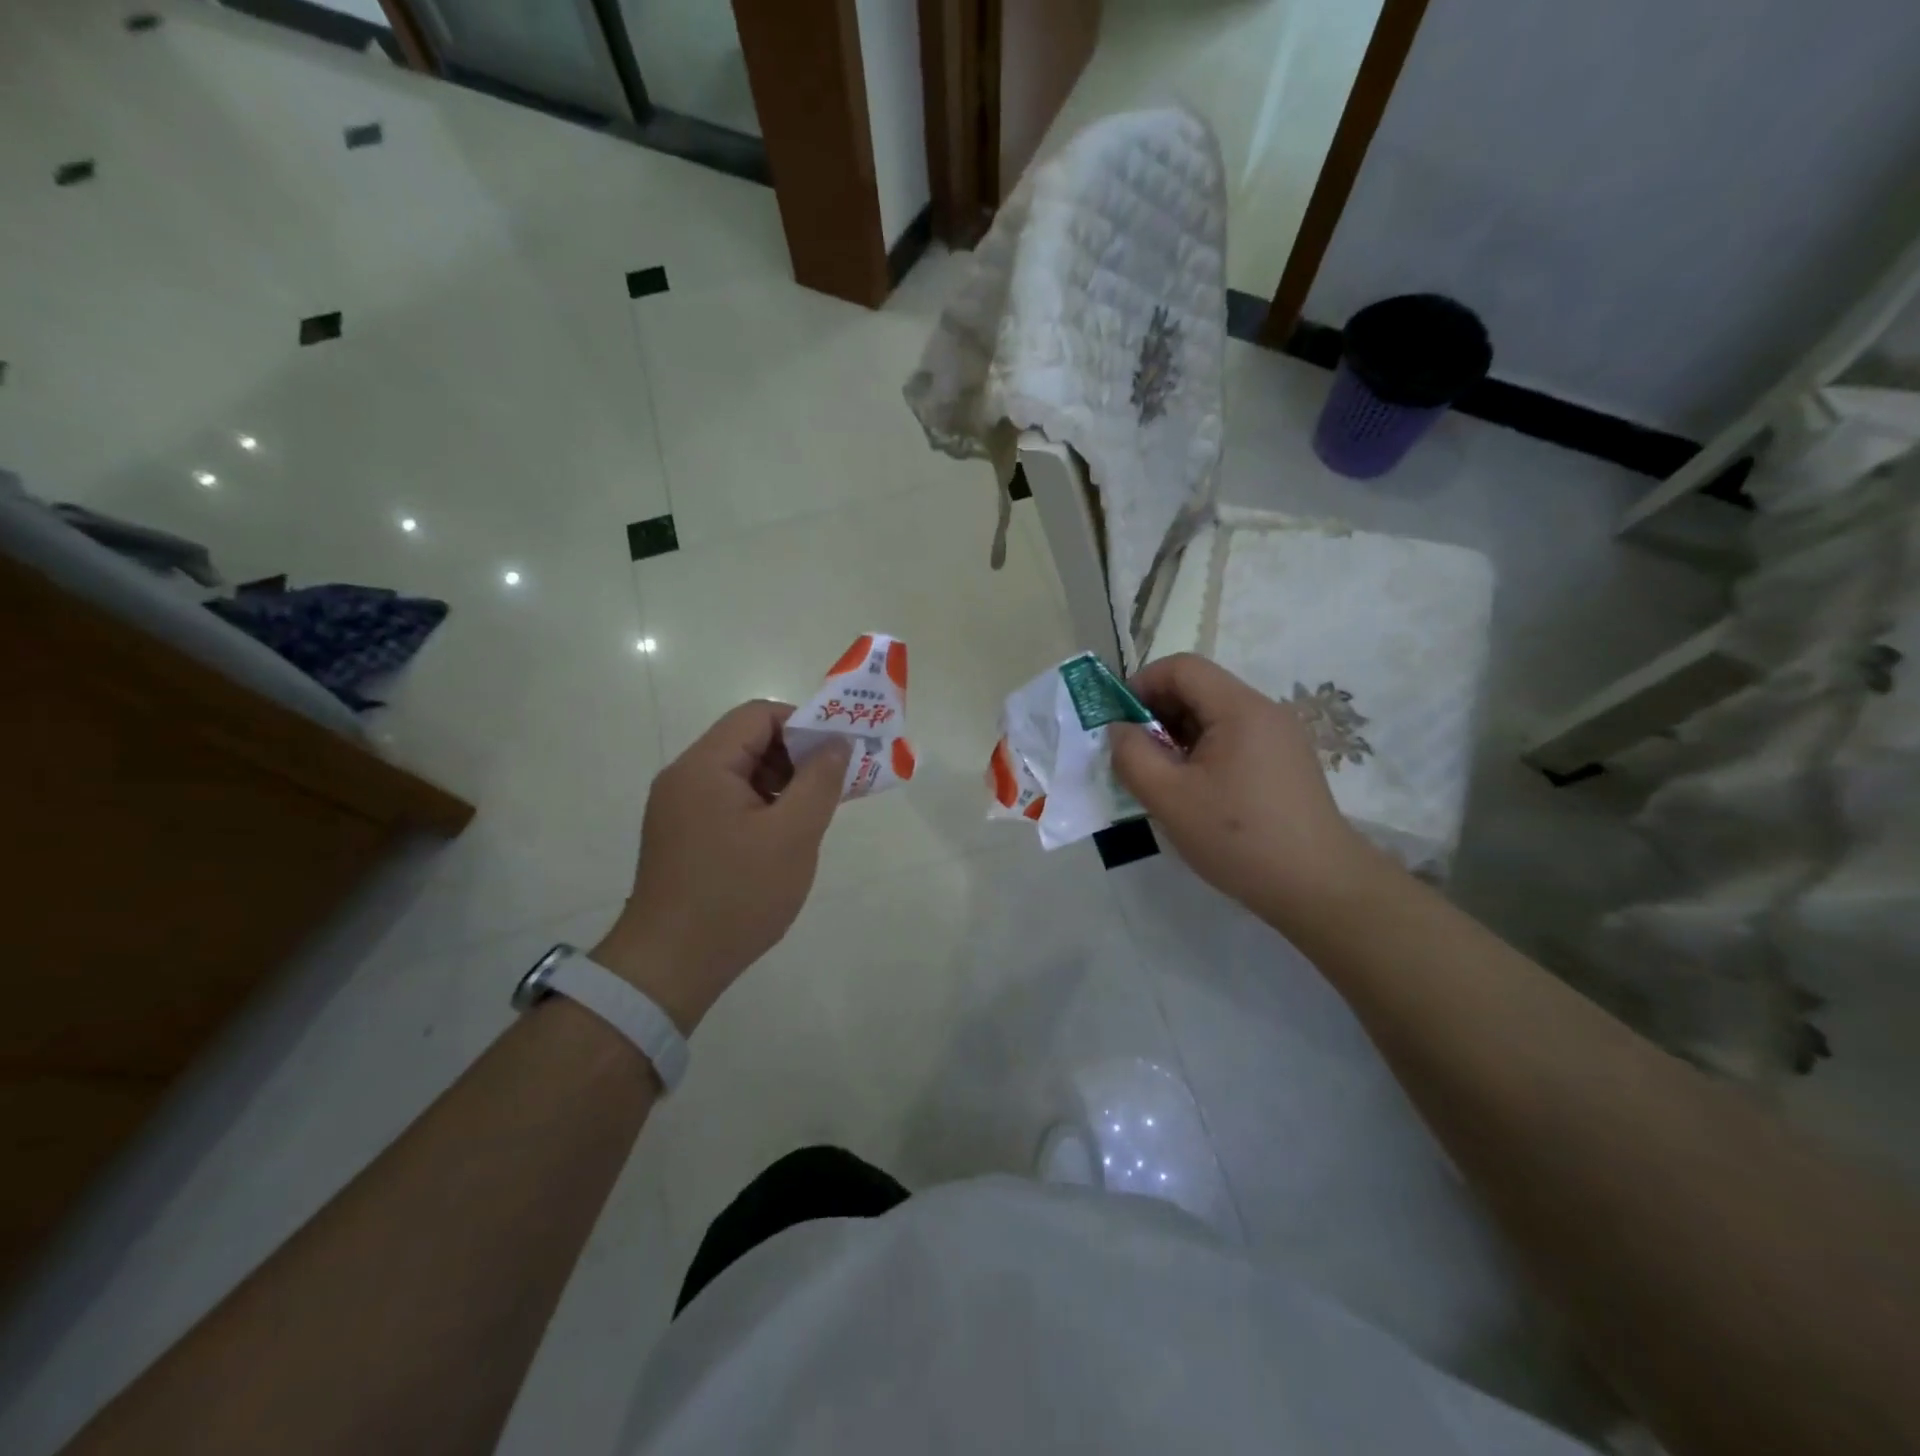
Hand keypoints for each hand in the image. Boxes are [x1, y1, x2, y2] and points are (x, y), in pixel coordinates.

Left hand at [592, 701, 849, 1031]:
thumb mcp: (792, 835)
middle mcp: (684, 778)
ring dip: (781, 783)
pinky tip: (783, 837)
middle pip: (747, 741)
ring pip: (739, 774)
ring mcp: (678, 809)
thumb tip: (837, 742)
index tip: (839, 753)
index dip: (804, 724)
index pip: (758, 715)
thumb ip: (820, 781)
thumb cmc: (737, 895)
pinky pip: (727, 802)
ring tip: (814, 814)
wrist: (670, 967)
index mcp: (704, 766)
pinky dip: (761, 807)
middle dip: (796, 755)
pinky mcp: (681, 836)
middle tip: (834, 785)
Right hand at [1111, 654, 1377, 929]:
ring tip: (1161, 778)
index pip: (1182, 667)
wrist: (1318, 888)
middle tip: (1135, 756)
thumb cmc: (1238, 838)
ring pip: (1214, 717)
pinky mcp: (1285, 763)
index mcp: (1239, 709)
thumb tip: (1120, 730)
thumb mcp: (1169, 798)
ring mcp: (1280, 738)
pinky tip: (1195, 793)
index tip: (1119, 723)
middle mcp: (1265, 711)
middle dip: (1157, 713)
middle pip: (1199, 689)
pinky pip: (1233, 740)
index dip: (1142, 684)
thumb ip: (1132, 755)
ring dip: (1177, 736)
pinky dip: (1202, 753)